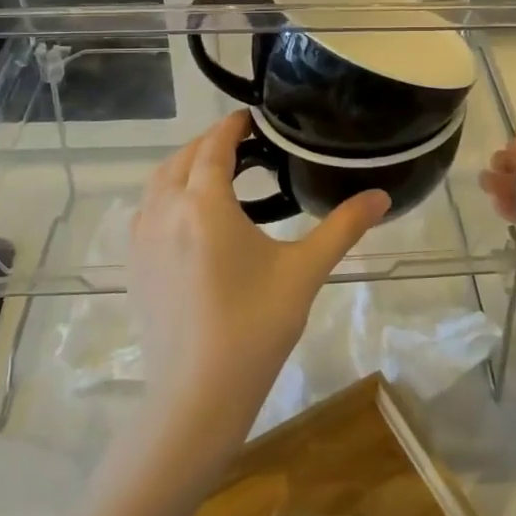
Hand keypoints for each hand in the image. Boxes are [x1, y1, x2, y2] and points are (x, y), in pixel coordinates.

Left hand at [129, 112, 389, 449]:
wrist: (196, 397)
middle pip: (182, 158)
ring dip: (184, 166)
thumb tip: (382, 195)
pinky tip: (190, 217)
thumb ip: (343, 227)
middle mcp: (165, 211)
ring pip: (158, 183)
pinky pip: (146, 211)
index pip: (214, 145)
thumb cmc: (254, 328)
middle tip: (244, 145)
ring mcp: (142, 240)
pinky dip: (167, 195)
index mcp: (204, 204)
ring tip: (218, 173)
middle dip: (210, 143)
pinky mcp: (134, 267)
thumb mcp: (304, 272)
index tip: (253, 118)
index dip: (232, 126)